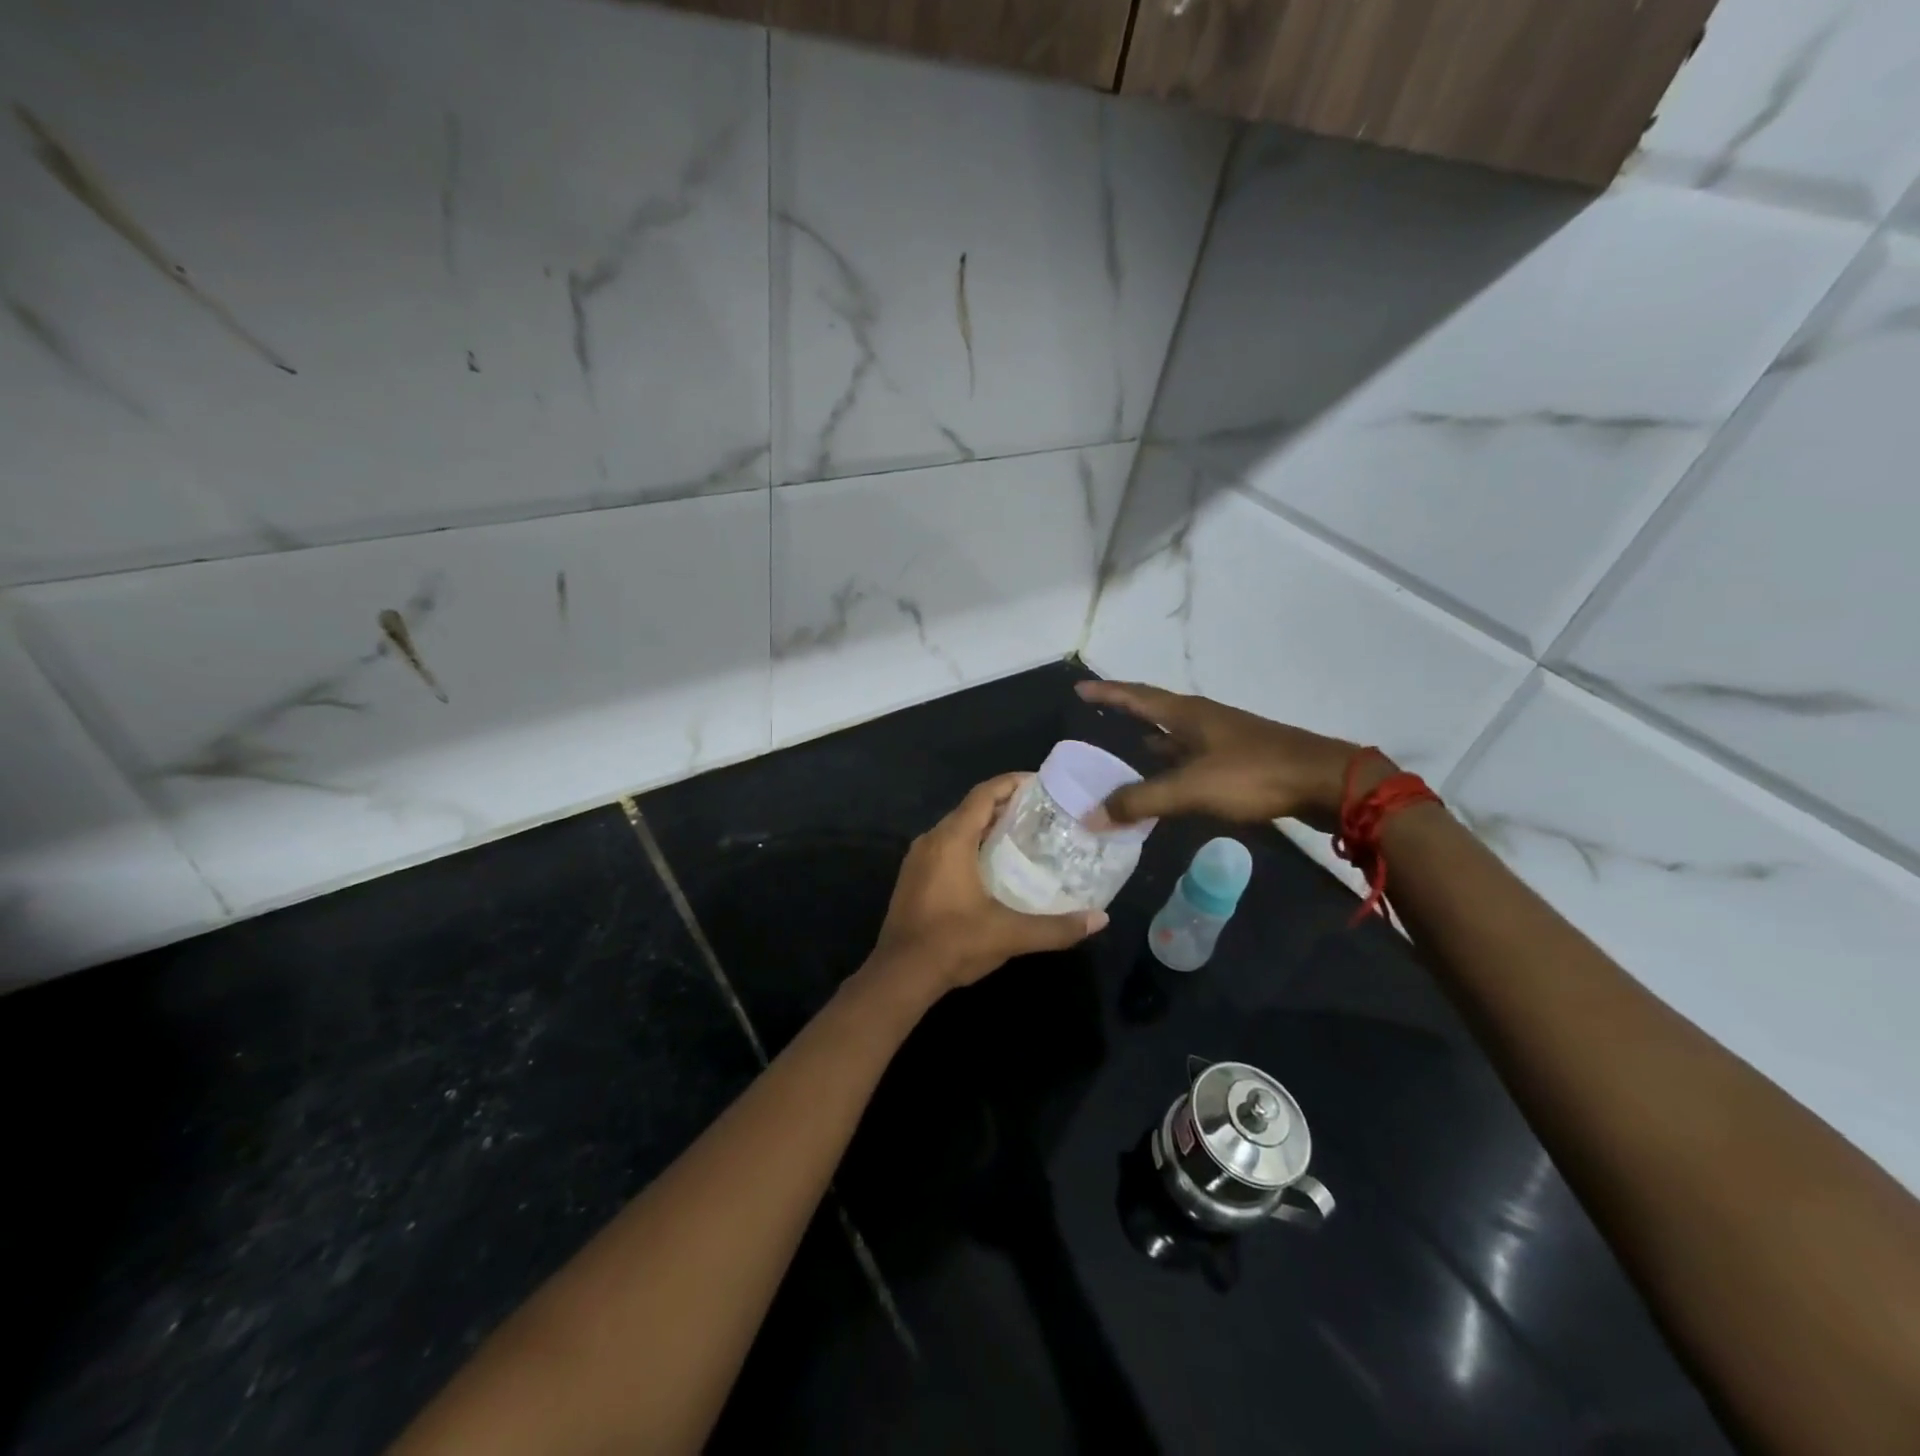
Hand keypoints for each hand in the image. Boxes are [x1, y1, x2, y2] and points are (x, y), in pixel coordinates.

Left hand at [868, 774, 1107, 996]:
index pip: (983, 795)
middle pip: (971, 809)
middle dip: (1004, 806)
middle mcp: (931, 840)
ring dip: (986, 827)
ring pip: (956, 829)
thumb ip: (1057, 927)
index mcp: (951, 840)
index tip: (1041, 784)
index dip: (1011, 784)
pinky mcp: (913, 878)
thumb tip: (1101, 919)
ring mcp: (918, 859)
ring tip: (1022, 837)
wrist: (900, 975)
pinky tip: (992, 866)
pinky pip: (946, 847)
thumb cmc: (953, 943)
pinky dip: (970, 845)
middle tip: (1041, 814)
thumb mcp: (1010, 935)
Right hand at [1076, 680, 1388, 829]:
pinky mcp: (1239, 759)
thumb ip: (1141, 801)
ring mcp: (1224, 738)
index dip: (1107, 693)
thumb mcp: (1190, 789)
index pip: (1136, 696)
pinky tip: (1169, 780)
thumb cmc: (1253, 774)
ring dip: (1150, 741)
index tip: (1080, 689)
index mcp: (1187, 714)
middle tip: (1098, 719)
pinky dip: (1172, 764)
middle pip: (1154, 710)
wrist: (1325, 782)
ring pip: (1175, 735)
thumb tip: (1091, 815)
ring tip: (1124, 751)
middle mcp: (1202, 719)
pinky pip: (1192, 756)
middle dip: (1126, 713)